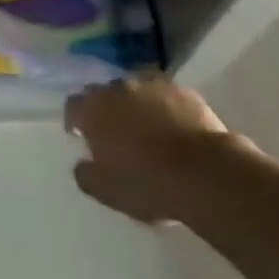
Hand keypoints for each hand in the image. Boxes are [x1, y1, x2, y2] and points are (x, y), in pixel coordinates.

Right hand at [65, 73, 247, 225]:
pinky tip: (174, 128)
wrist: (205, 173)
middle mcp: (118, 89)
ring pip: (135, 91)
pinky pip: (165, 96)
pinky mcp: (182, 91)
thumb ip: (86, 175)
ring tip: (147, 130)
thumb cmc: (149, 184)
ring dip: (135, 106)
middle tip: (114, 133)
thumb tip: (82, 164)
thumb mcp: (107, 192)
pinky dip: (164, 108)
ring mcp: (151, 86)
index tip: (80, 134)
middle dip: (105, 109)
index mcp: (94, 110)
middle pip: (103, 93)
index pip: (73, 105)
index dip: (75, 119)